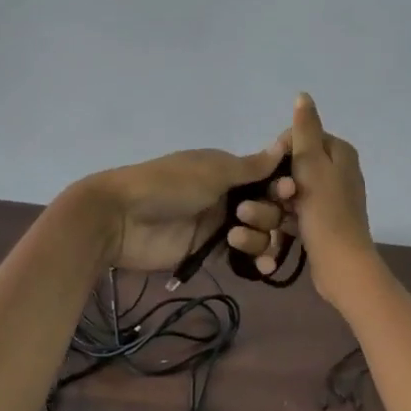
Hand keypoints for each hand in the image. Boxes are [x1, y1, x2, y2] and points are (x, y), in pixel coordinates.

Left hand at [79, 141, 291, 275]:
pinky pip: (243, 255)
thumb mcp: (211, 171)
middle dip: (268, 213)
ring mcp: (220, 224)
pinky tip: (262, 267)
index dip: (282, 185)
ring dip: (259, 237)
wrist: (122, 219)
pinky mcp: (210, 251)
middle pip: (269, 207)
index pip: (268, 176)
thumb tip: (284, 144)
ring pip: (260, 233)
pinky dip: (256, 259)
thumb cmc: (168, 185)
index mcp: (228, 169)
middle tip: (245, 215)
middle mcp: (228, 194)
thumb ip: (251, 166)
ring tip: (235, 239)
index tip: (289, 192)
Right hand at [226, 93, 375, 305]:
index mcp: (340, 153)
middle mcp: (338, 172)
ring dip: (272, 206)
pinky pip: (294, 214)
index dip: (279, 153)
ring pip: (290, 193)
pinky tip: (266, 233)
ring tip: (256, 219)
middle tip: (269, 199)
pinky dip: (281, 221)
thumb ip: (305, 129)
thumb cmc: (325, 212)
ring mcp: (329, 200)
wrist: (340, 265)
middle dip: (273, 184)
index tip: (268, 172)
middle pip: (292, 167)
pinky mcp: (320, 223)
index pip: (299, 138)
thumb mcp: (312, 165)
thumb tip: (303, 95)